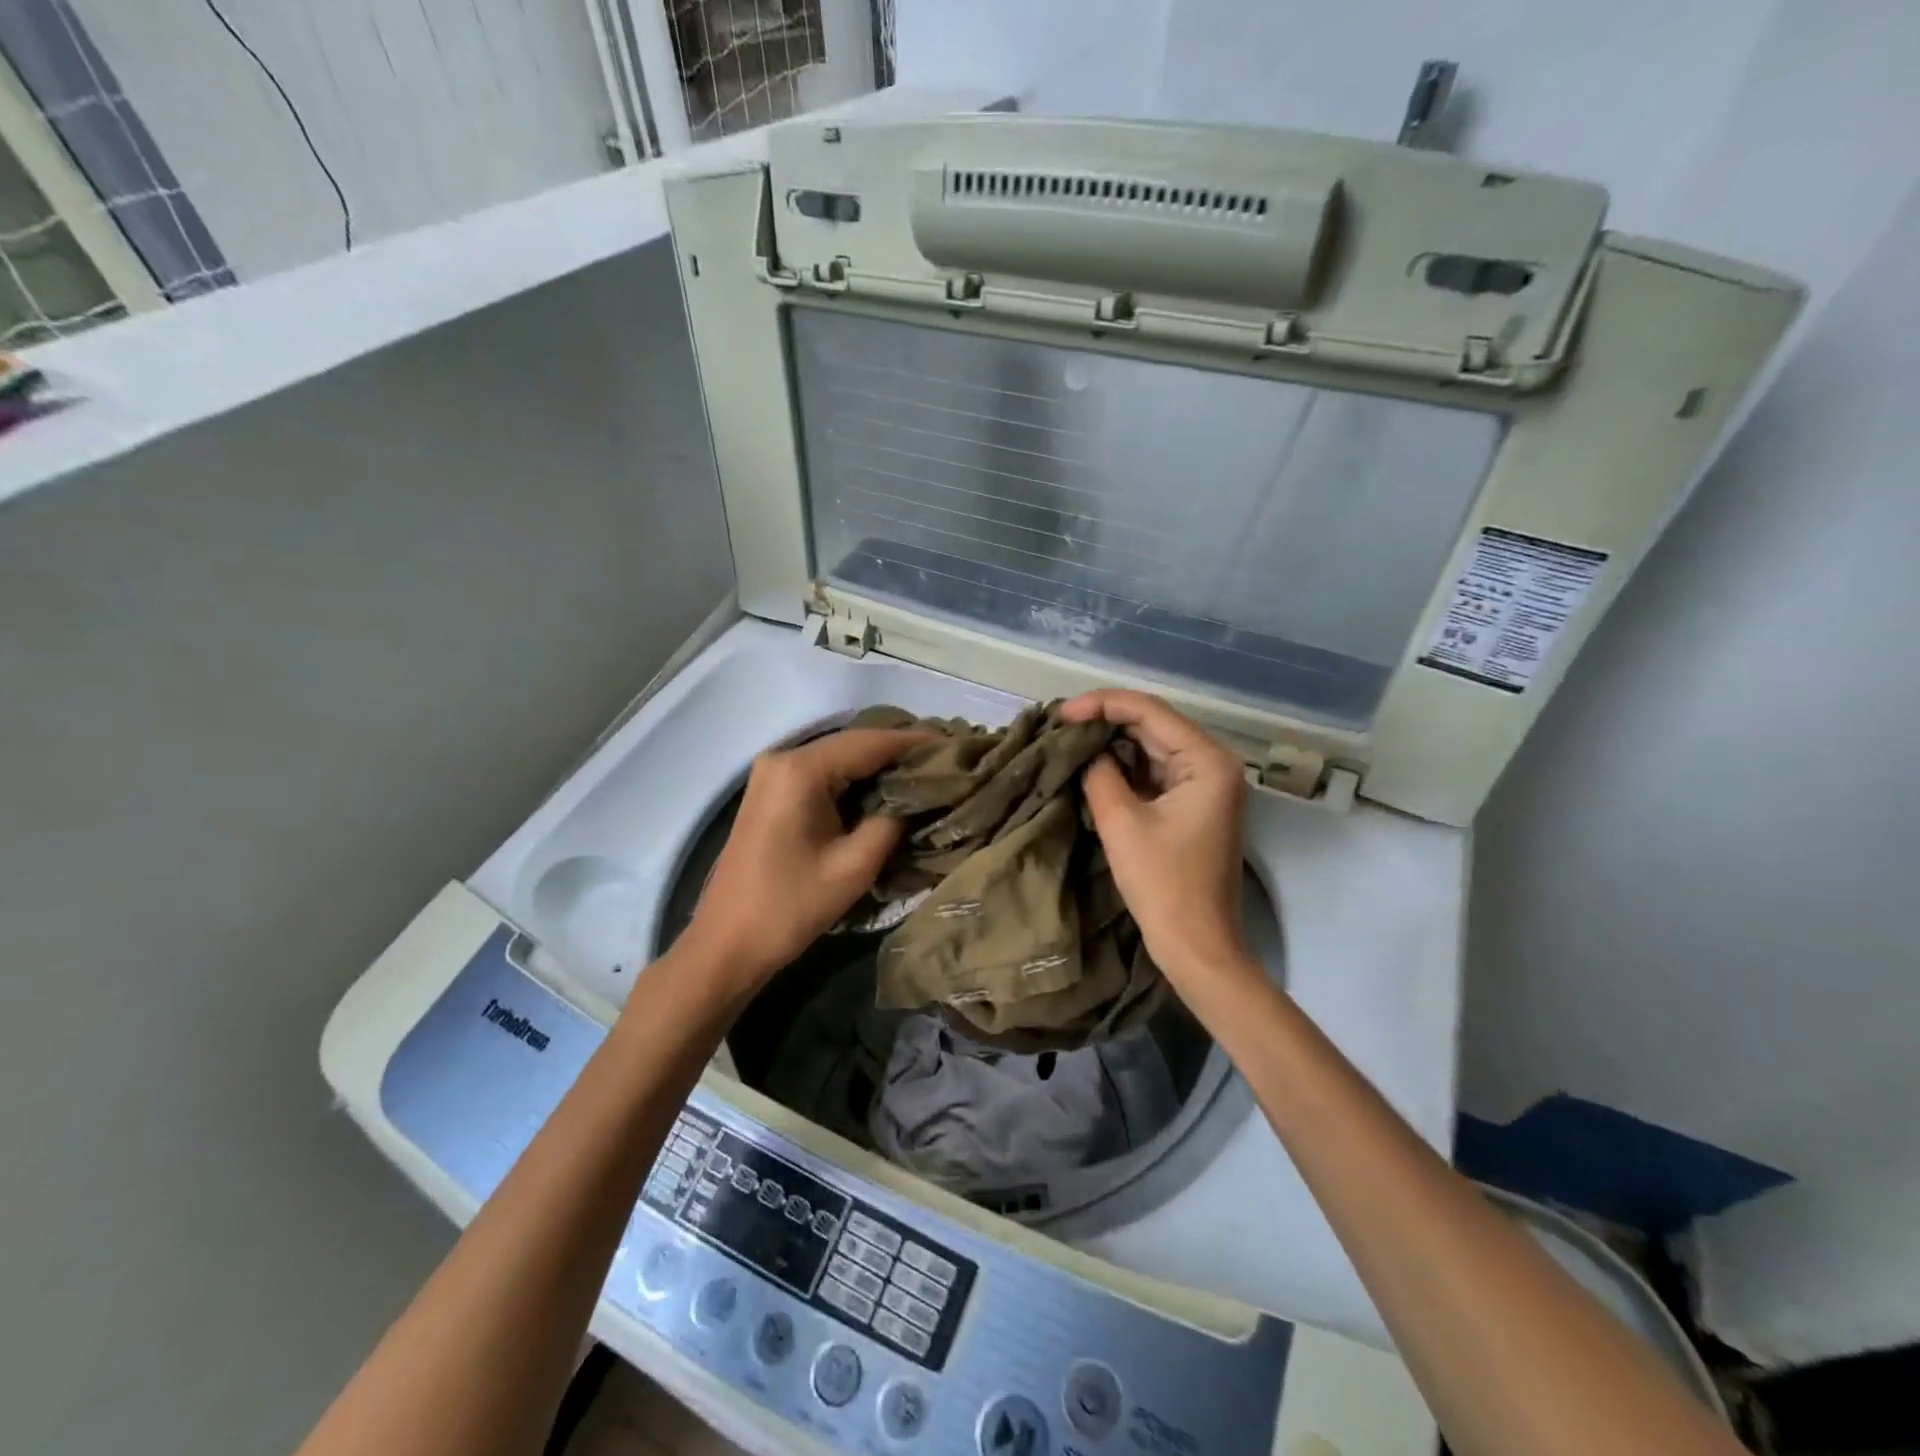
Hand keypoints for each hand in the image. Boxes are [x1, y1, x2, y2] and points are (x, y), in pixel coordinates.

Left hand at [679, 727, 931, 992]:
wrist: (726, 944)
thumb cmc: (790, 907)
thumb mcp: (854, 866)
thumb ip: (891, 821)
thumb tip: (915, 796)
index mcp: (801, 770)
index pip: (870, 742)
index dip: (914, 742)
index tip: (954, 745)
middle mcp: (783, 758)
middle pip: (853, 743)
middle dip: (898, 750)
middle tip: (944, 759)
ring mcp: (772, 773)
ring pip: (838, 756)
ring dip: (878, 763)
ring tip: (924, 770)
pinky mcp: (771, 791)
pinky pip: (822, 773)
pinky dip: (855, 777)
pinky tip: (885, 786)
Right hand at [1060, 690, 1253, 991]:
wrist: (1197, 946)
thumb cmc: (1163, 885)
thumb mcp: (1121, 823)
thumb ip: (1100, 774)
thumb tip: (1086, 751)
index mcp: (1207, 761)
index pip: (1149, 711)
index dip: (1101, 704)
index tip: (1061, 714)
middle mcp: (1214, 764)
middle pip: (1154, 725)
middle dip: (1106, 722)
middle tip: (1060, 726)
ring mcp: (1206, 786)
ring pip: (1153, 748)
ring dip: (1113, 744)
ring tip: (1070, 741)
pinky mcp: (1194, 806)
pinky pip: (1156, 773)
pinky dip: (1125, 768)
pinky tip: (1093, 766)